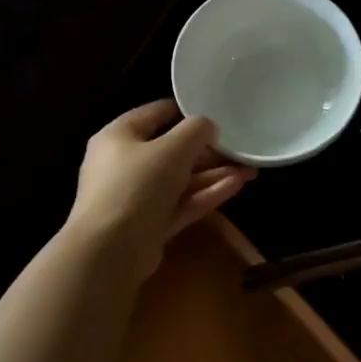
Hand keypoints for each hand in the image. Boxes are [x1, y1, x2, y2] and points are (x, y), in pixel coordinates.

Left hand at [68, 100, 256, 281]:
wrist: (111, 249)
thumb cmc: (137, 183)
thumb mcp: (173, 148)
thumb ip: (196, 131)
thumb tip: (208, 126)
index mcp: (119, 137)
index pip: (155, 114)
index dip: (186, 111)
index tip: (216, 111)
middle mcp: (124, 164)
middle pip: (171, 151)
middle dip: (208, 151)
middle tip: (239, 147)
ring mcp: (136, 197)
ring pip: (180, 180)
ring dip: (213, 174)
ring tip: (250, 169)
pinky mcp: (149, 224)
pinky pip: (181, 203)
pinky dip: (206, 194)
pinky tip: (237, 185)